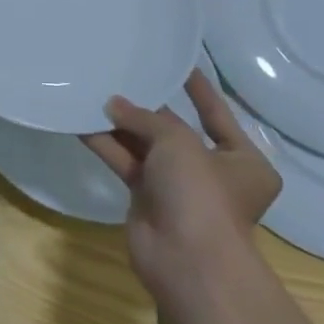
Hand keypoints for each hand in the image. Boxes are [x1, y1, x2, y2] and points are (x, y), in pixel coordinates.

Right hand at [84, 70, 279, 310]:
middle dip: (146, 108)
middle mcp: (212, 172)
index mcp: (243, 160)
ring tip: (92, 93)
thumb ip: (145, 118)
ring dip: (120, 124)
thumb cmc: (201, 193)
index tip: (179, 63)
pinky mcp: (147, 199)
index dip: (198, 89)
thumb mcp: (179, 142)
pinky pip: (125, 163)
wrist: (186, 260)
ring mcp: (178, 187)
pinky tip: (81, 122)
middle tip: (120, 76)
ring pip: (145, 146)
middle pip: (175, 130)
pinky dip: (106, 145)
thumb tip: (113, 105)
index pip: (217, 114)